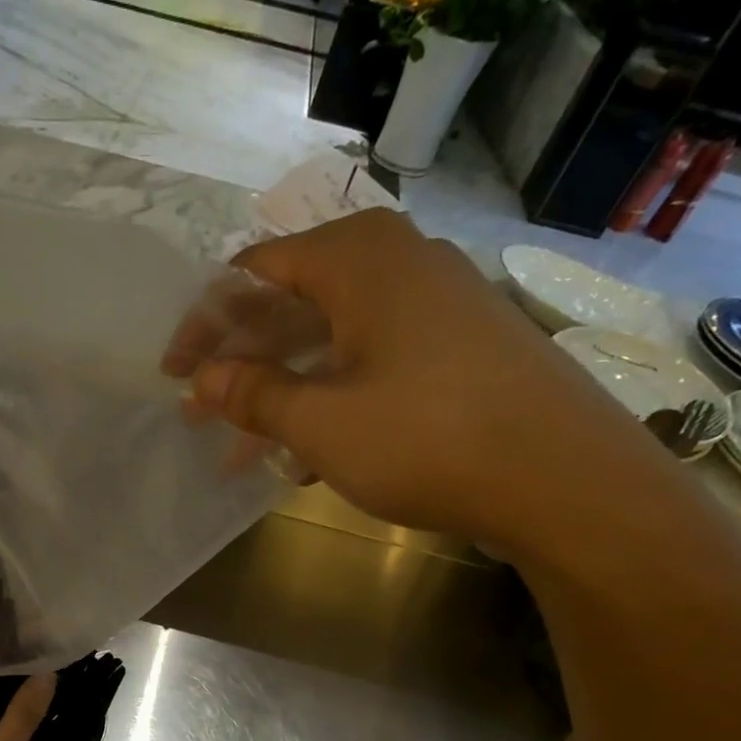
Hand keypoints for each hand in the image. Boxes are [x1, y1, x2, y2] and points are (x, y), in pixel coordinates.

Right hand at [164, 210, 704, 566]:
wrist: (566, 480)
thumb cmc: (429, 439)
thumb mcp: (321, 422)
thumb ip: (253, 394)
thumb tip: (203, 379)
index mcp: (359, 260)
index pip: (254, 273)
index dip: (205, 324)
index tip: (174, 374)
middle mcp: (400, 263)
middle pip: (293, 303)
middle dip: (243, 362)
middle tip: (205, 411)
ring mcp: (438, 302)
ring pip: (334, 338)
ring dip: (284, 389)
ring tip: (247, 448)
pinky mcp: (462, 344)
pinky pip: (374, 359)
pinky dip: (333, 396)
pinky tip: (311, 450)